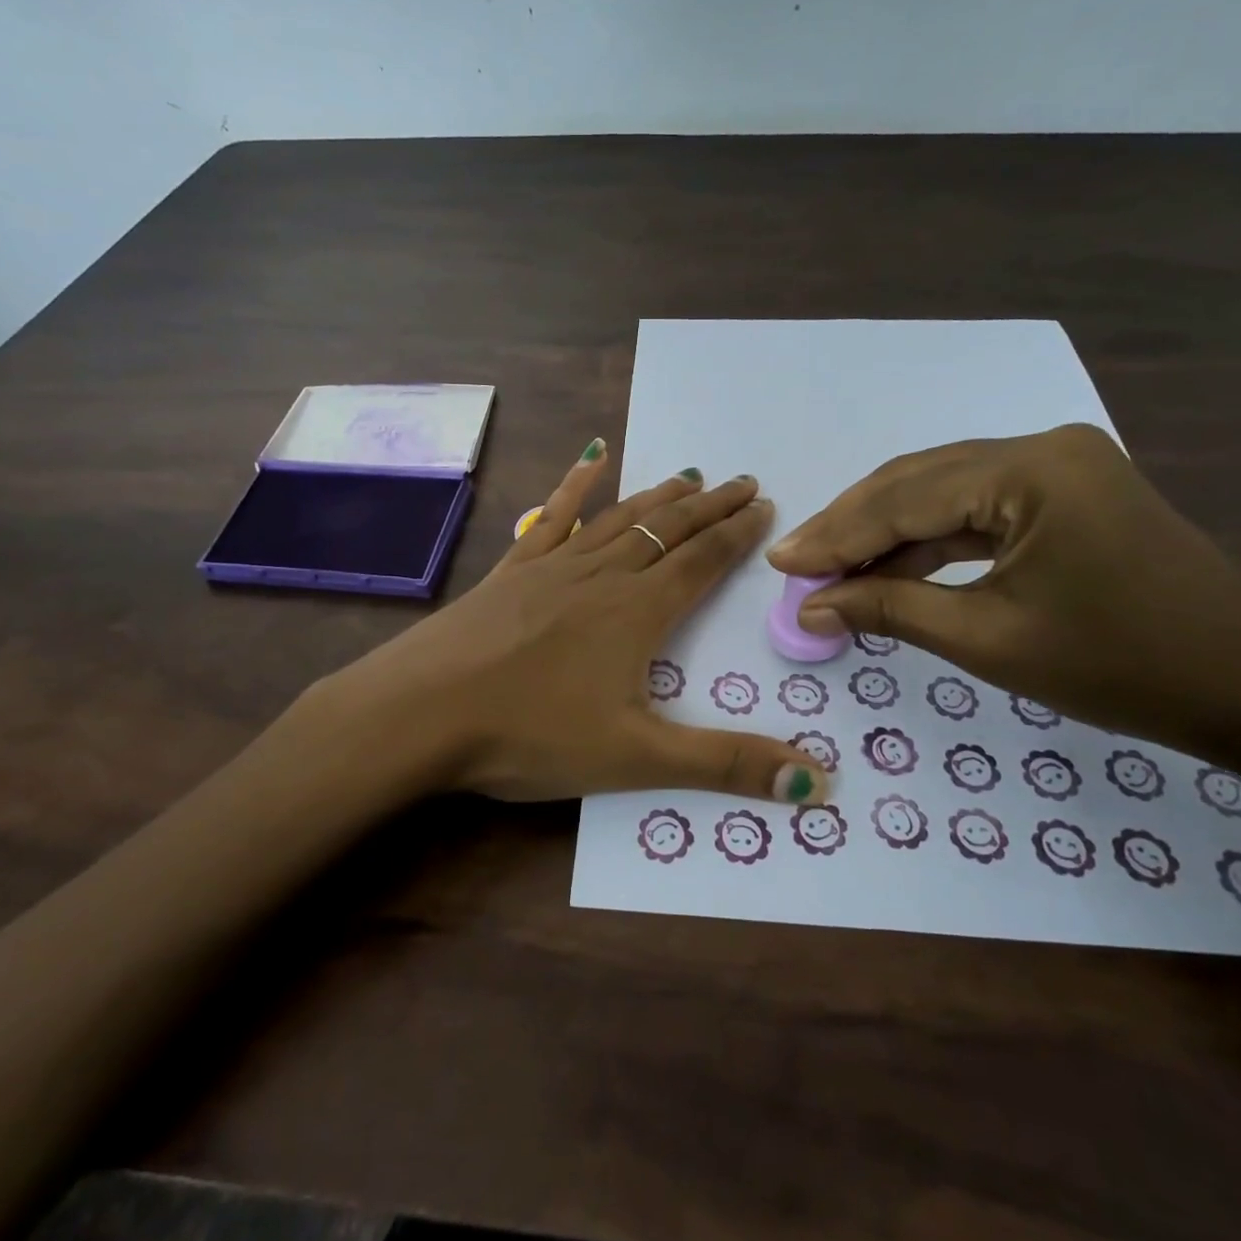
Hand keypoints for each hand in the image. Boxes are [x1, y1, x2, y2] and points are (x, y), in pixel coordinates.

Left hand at [309, 441, 829, 807]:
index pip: (702, 561)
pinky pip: (553, 518)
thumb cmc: (530, 735)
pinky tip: (592, 458)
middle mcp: (602, 576)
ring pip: (620, 519)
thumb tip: (818, 782)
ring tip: (688, 475)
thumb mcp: (636, 759)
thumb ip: (725, 764)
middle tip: (742, 481)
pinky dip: (576, 487)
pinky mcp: (512, 571)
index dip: (736, 533)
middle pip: (668, 530)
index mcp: (637, 613)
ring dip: (659, 497)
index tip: (764, 506)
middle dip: (709, 506)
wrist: (422, 711)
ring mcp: (553, 567)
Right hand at [766, 424, 1240, 757]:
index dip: (835, 535)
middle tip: (797, 564)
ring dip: (886, 530)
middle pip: (917, 481)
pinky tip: (890, 562)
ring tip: (831, 567)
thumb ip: (890, 610)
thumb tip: (810, 608)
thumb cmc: (1122, 668)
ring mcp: (1060, 465)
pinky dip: (930, 536)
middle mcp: (1043, 448)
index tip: (780, 563)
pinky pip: (978, 505)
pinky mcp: (1068, 490)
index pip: (904, 498)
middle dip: (852, 526)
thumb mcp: (989, 640)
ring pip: (943, 490)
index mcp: (1031, 470)